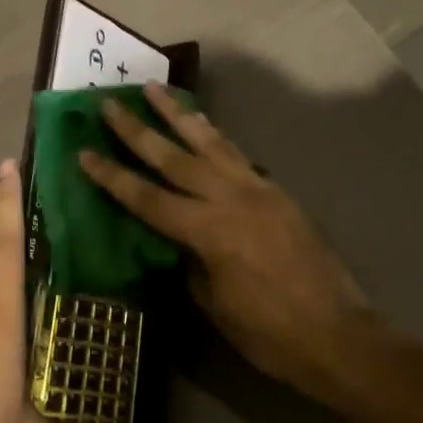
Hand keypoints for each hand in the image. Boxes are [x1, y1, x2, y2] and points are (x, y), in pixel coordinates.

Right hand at [78, 84, 370, 399]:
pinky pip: (236, 154)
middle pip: (173, 158)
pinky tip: (202, 123)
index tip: (84, 152)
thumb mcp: (214, 305)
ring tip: (154, 88)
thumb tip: (175, 239)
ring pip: (209, 142)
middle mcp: (229, 199)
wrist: (338, 335)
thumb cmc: (269, 333)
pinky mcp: (276, 191)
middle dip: (137, 130)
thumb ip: (189, 261)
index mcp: (208, 232)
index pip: (147, 198)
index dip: (112, 176)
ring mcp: (256, 189)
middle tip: (109, 103)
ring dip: (177, 114)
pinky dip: (214, 134)